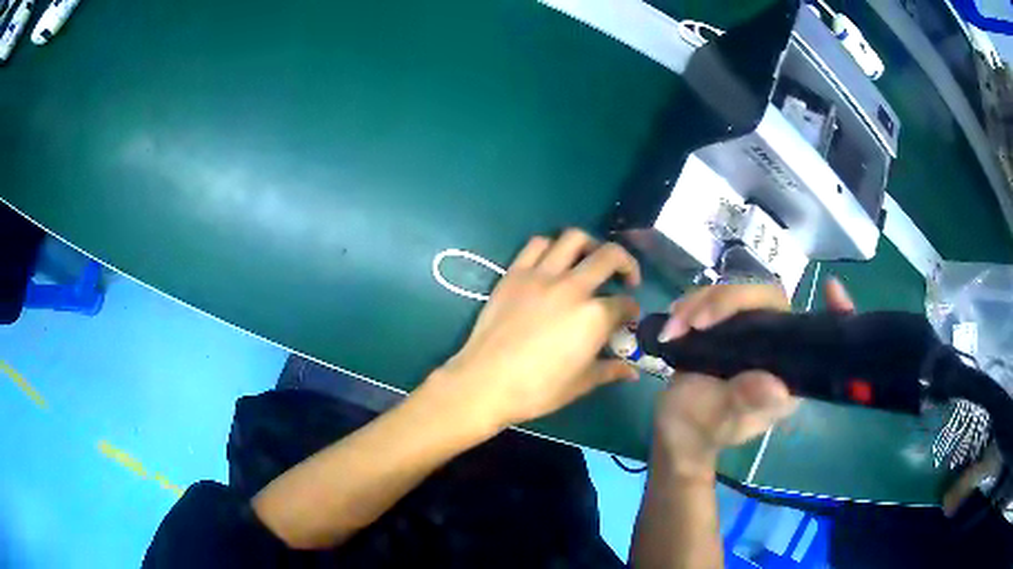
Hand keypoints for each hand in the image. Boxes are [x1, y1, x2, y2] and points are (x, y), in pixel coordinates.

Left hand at [430, 229, 641, 430]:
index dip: (633, 310)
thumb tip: (631, 372)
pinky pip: (537, 245)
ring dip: (590, 245)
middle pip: (609, 256)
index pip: (624, 304)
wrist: (485, 383)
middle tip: (626, 278)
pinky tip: (553, 262)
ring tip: (591, 260)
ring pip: (573, 239)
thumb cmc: (537, 390)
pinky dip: (551, 247)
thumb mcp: (581, 384)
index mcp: (594, 316)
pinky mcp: (515, 273)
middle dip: (626, 263)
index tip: (630, 318)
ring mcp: (541, 275)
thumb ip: (610, 370)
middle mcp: (573, 287)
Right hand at [652, 279, 854, 478]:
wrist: (676, 431)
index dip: (833, 313)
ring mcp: (751, 332)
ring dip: (701, 303)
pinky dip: (691, 304)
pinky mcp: (728, 325)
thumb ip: (746, 403)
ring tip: (674, 327)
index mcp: (787, 372)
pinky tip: (673, 321)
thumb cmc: (702, 430)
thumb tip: (776, 386)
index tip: (831, 289)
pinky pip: (716, 298)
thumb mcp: (723, 421)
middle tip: (693, 322)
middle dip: (727, 302)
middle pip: (767, 299)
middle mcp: (776, 346)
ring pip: (737, 293)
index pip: (816, 336)